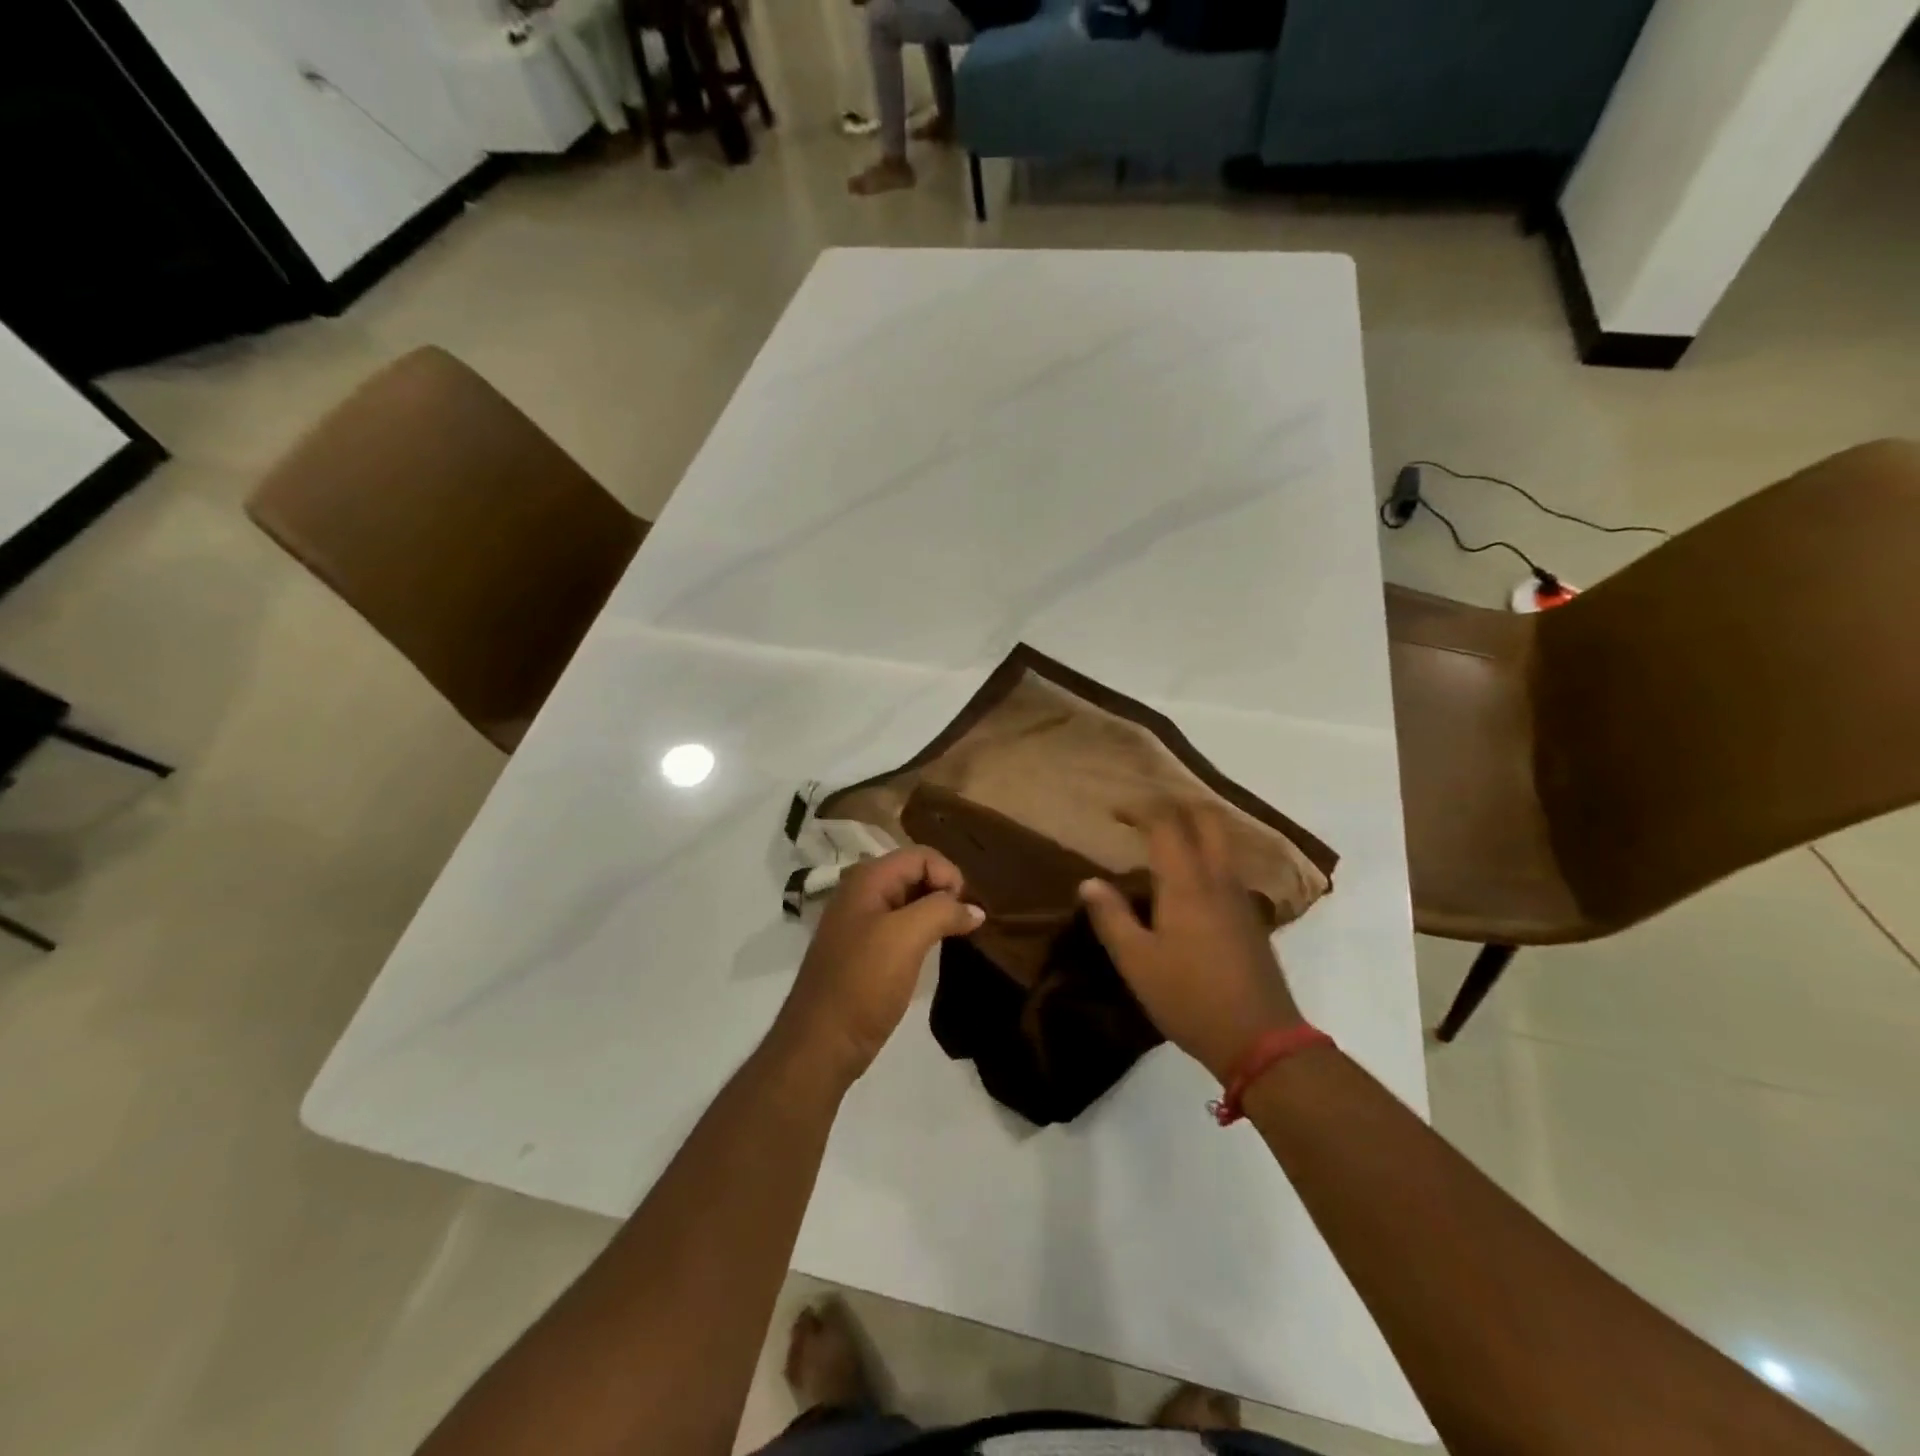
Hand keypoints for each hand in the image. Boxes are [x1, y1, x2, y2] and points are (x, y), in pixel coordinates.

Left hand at [776, 848, 982, 1081]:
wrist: (822, 1043)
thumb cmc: (863, 983)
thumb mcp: (906, 938)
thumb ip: (943, 911)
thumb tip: (975, 910)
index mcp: (867, 880)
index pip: (921, 855)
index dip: (949, 875)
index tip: (965, 910)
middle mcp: (862, 893)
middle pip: (915, 874)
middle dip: (945, 891)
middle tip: (966, 923)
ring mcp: (861, 923)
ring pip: (910, 901)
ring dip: (937, 912)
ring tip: (958, 935)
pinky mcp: (866, 951)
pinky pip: (902, 926)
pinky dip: (924, 931)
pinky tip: (936, 950)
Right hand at [1079, 805, 1303, 1082]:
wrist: (1261, 1039)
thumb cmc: (1189, 997)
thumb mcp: (1136, 962)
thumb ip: (1111, 917)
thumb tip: (1089, 882)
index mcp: (1187, 883)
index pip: (1166, 824)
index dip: (1141, 809)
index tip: (1115, 811)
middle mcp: (1218, 879)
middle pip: (1207, 820)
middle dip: (1176, 806)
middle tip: (1145, 815)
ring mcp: (1240, 897)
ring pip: (1222, 842)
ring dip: (1194, 829)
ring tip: (1162, 842)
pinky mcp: (1251, 917)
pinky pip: (1227, 867)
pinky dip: (1206, 855)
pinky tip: (1187, 882)